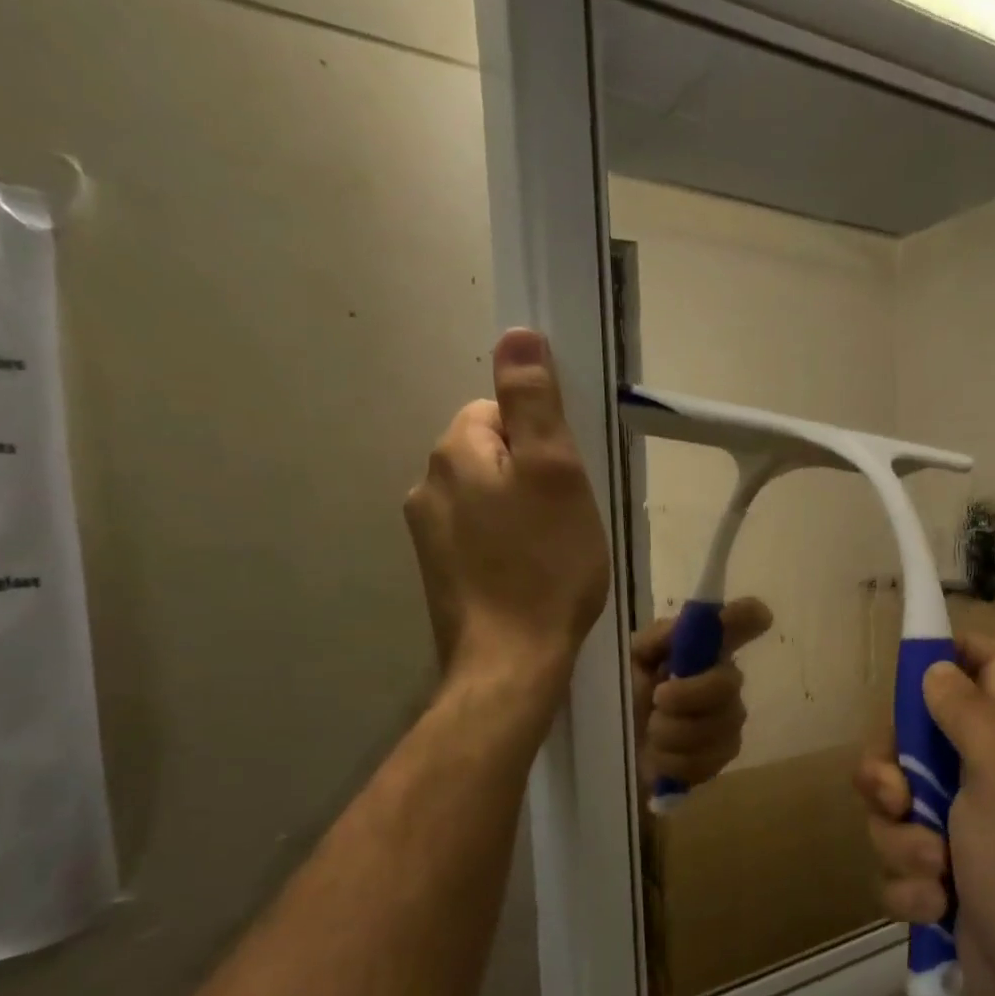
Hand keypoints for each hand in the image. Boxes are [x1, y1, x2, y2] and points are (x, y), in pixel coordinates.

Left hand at [404, 330, 610, 697]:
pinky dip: (504, 547)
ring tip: (552, 553)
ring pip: (485, 499)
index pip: (496, 412)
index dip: (540, 442)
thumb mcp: (555, 473)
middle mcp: (427, 485)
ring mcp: (426, 535)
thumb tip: (516, 332)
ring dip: (518, 513)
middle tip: (567, 520)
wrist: (511, 662)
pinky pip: (477, 538)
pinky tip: (529, 577)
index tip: (567, 483)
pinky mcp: (439, 574)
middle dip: (529, 477)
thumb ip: (533, 401)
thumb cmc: (545, 565)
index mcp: (455, 452)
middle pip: (490, 455)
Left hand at [630, 599, 772, 789]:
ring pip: (718, 726)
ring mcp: (728, 719)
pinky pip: (709, 759)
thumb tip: (689, 622)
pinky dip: (674, 760)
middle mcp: (723, 678)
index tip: (761, 617)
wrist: (611, 750)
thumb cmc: (621, 697)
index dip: (748, 617)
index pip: (740, 622)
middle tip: (658, 700)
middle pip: (729, 683)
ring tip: (650, 732)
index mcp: (701, 648)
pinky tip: (660, 756)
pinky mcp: (722, 756)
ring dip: (673, 732)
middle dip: (689, 695)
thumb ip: (657, 639)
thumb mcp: (629, 661)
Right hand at [854, 634, 994, 995]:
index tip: (914, 660)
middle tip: (899, 798)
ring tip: (938, 872)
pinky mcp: (930, 871)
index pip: (989, 665)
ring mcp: (948, 824)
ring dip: (904, 844)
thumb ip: (969, 713)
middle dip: (888, 774)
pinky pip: (893, 861)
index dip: (956, 649)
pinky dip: (910, 886)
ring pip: (889, 809)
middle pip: (906, 740)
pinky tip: (937, 905)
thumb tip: (934, 669)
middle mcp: (973, 771)